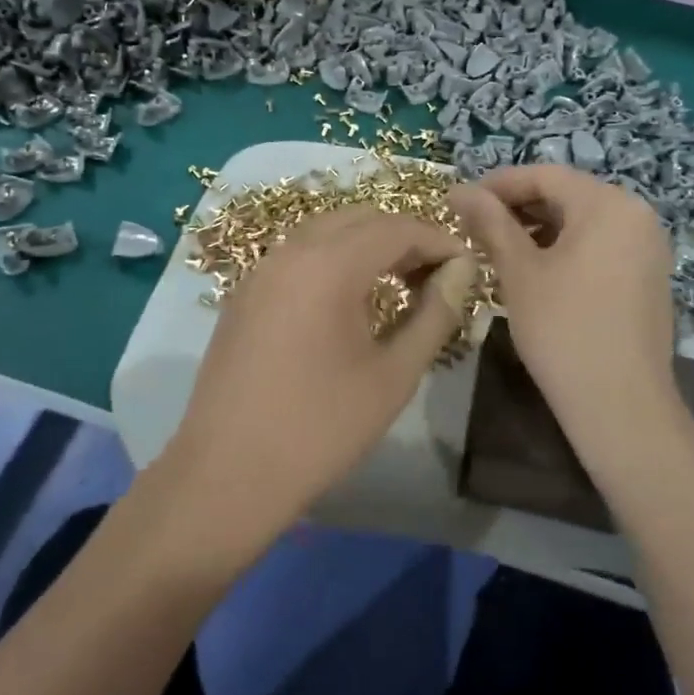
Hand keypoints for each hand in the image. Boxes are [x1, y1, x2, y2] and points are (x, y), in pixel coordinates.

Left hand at [162, 206, 478, 559]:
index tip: (466, 266)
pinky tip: (350, 298)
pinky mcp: (245, 293)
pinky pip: (299, 253)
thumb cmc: (321, 429)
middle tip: (435, 275)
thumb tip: (462, 272)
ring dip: (367, 244)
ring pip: (326, 230)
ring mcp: (261, 270)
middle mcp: (291, 252)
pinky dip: (334, 257)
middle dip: (404, 236)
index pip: (397, 228)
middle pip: (360, 218)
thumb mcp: (394, 374)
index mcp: (329, 266)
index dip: (438, 240)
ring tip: (399, 284)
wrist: (227, 475)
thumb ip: (435, 314)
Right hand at [449, 166, 678, 456]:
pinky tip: (535, 272)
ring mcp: (648, 246)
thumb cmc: (563, 329)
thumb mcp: (519, 272)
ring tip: (498, 251)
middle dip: (518, 208)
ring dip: (539, 230)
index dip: (499, 184)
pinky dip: (565, 250)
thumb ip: (490, 223)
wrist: (620, 405)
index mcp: (609, 204)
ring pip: (582, 222)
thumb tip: (458, 189)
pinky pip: (600, 246)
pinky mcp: (648, 275)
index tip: (461, 201)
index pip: (545, 175)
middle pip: (567, 195)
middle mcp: (637, 215)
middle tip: (475, 229)